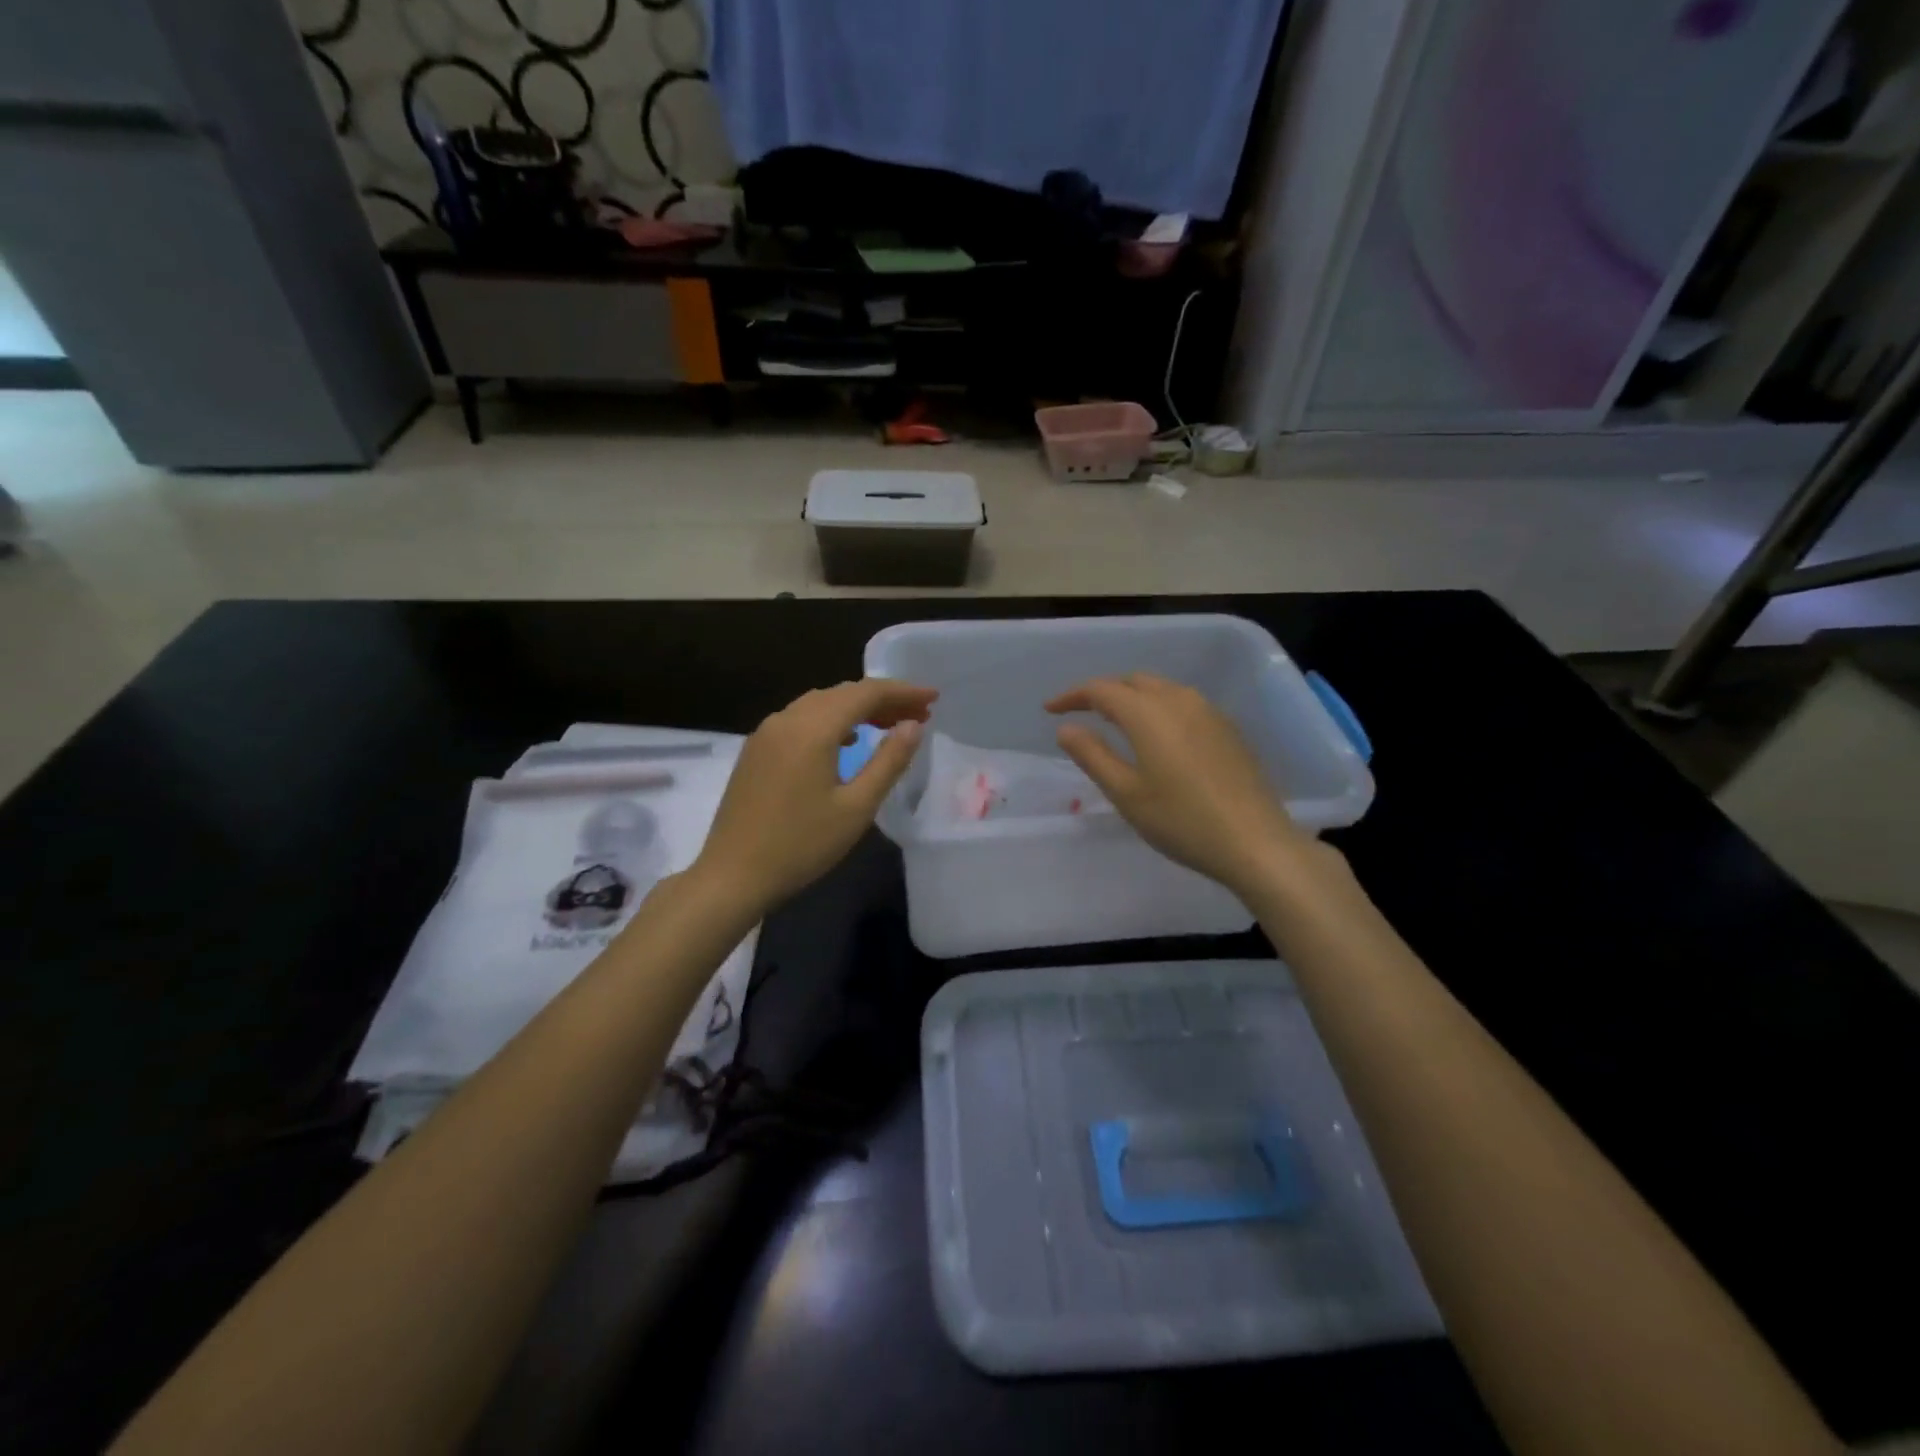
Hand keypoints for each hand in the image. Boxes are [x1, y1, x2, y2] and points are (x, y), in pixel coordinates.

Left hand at [692, 679, 936, 915]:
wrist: (732, 875)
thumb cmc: (801, 845)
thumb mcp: (856, 807)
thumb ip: (888, 761)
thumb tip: (913, 726)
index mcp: (813, 729)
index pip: (866, 693)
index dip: (903, 692)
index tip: (933, 699)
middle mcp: (787, 719)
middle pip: (842, 693)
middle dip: (883, 699)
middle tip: (918, 714)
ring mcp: (766, 733)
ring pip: (820, 704)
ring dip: (856, 708)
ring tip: (889, 725)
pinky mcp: (756, 750)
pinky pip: (800, 719)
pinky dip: (831, 721)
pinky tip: (845, 742)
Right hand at [1047, 673, 1320, 897]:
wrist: (1256, 842)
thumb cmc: (1182, 820)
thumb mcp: (1126, 793)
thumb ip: (1093, 756)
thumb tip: (1066, 729)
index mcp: (1148, 713)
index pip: (1101, 689)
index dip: (1072, 696)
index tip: (1050, 710)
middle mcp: (1179, 700)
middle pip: (1133, 681)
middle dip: (1103, 691)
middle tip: (1081, 712)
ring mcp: (1209, 712)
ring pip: (1161, 688)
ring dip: (1132, 697)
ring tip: (1115, 721)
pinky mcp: (1227, 728)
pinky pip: (1183, 702)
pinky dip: (1158, 707)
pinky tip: (1157, 735)